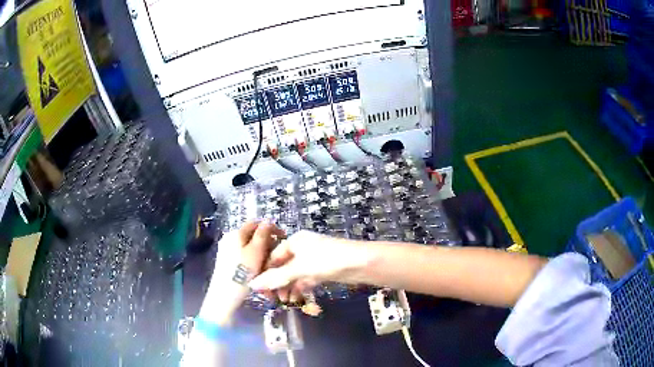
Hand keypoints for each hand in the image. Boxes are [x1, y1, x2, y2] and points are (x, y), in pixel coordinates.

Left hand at [199, 221, 284, 323]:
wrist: (225, 294)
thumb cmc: (243, 272)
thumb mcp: (256, 251)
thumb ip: (263, 234)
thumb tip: (268, 221)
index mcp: (236, 233)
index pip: (255, 223)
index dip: (271, 228)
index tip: (283, 237)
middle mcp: (229, 238)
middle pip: (251, 235)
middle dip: (266, 242)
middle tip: (277, 254)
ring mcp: (226, 250)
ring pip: (248, 247)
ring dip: (261, 253)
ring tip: (269, 265)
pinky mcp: (226, 262)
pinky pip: (243, 256)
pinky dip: (253, 260)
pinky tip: (258, 271)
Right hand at [249, 230, 368, 301]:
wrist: (360, 263)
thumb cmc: (326, 260)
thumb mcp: (298, 268)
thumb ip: (276, 277)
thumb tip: (252, 285)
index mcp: (294, 241)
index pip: (273, 257)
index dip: (265, 273)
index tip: (259, 290)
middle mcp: (302, 248)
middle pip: (283, 266)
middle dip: (277, 282)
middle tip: (272, 299)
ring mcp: (313, 259)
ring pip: (294, 274)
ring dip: (288, 287)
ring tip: (285, 301)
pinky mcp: (323, 269)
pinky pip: (305, 278)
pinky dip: (300, 287)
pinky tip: (296, 298)